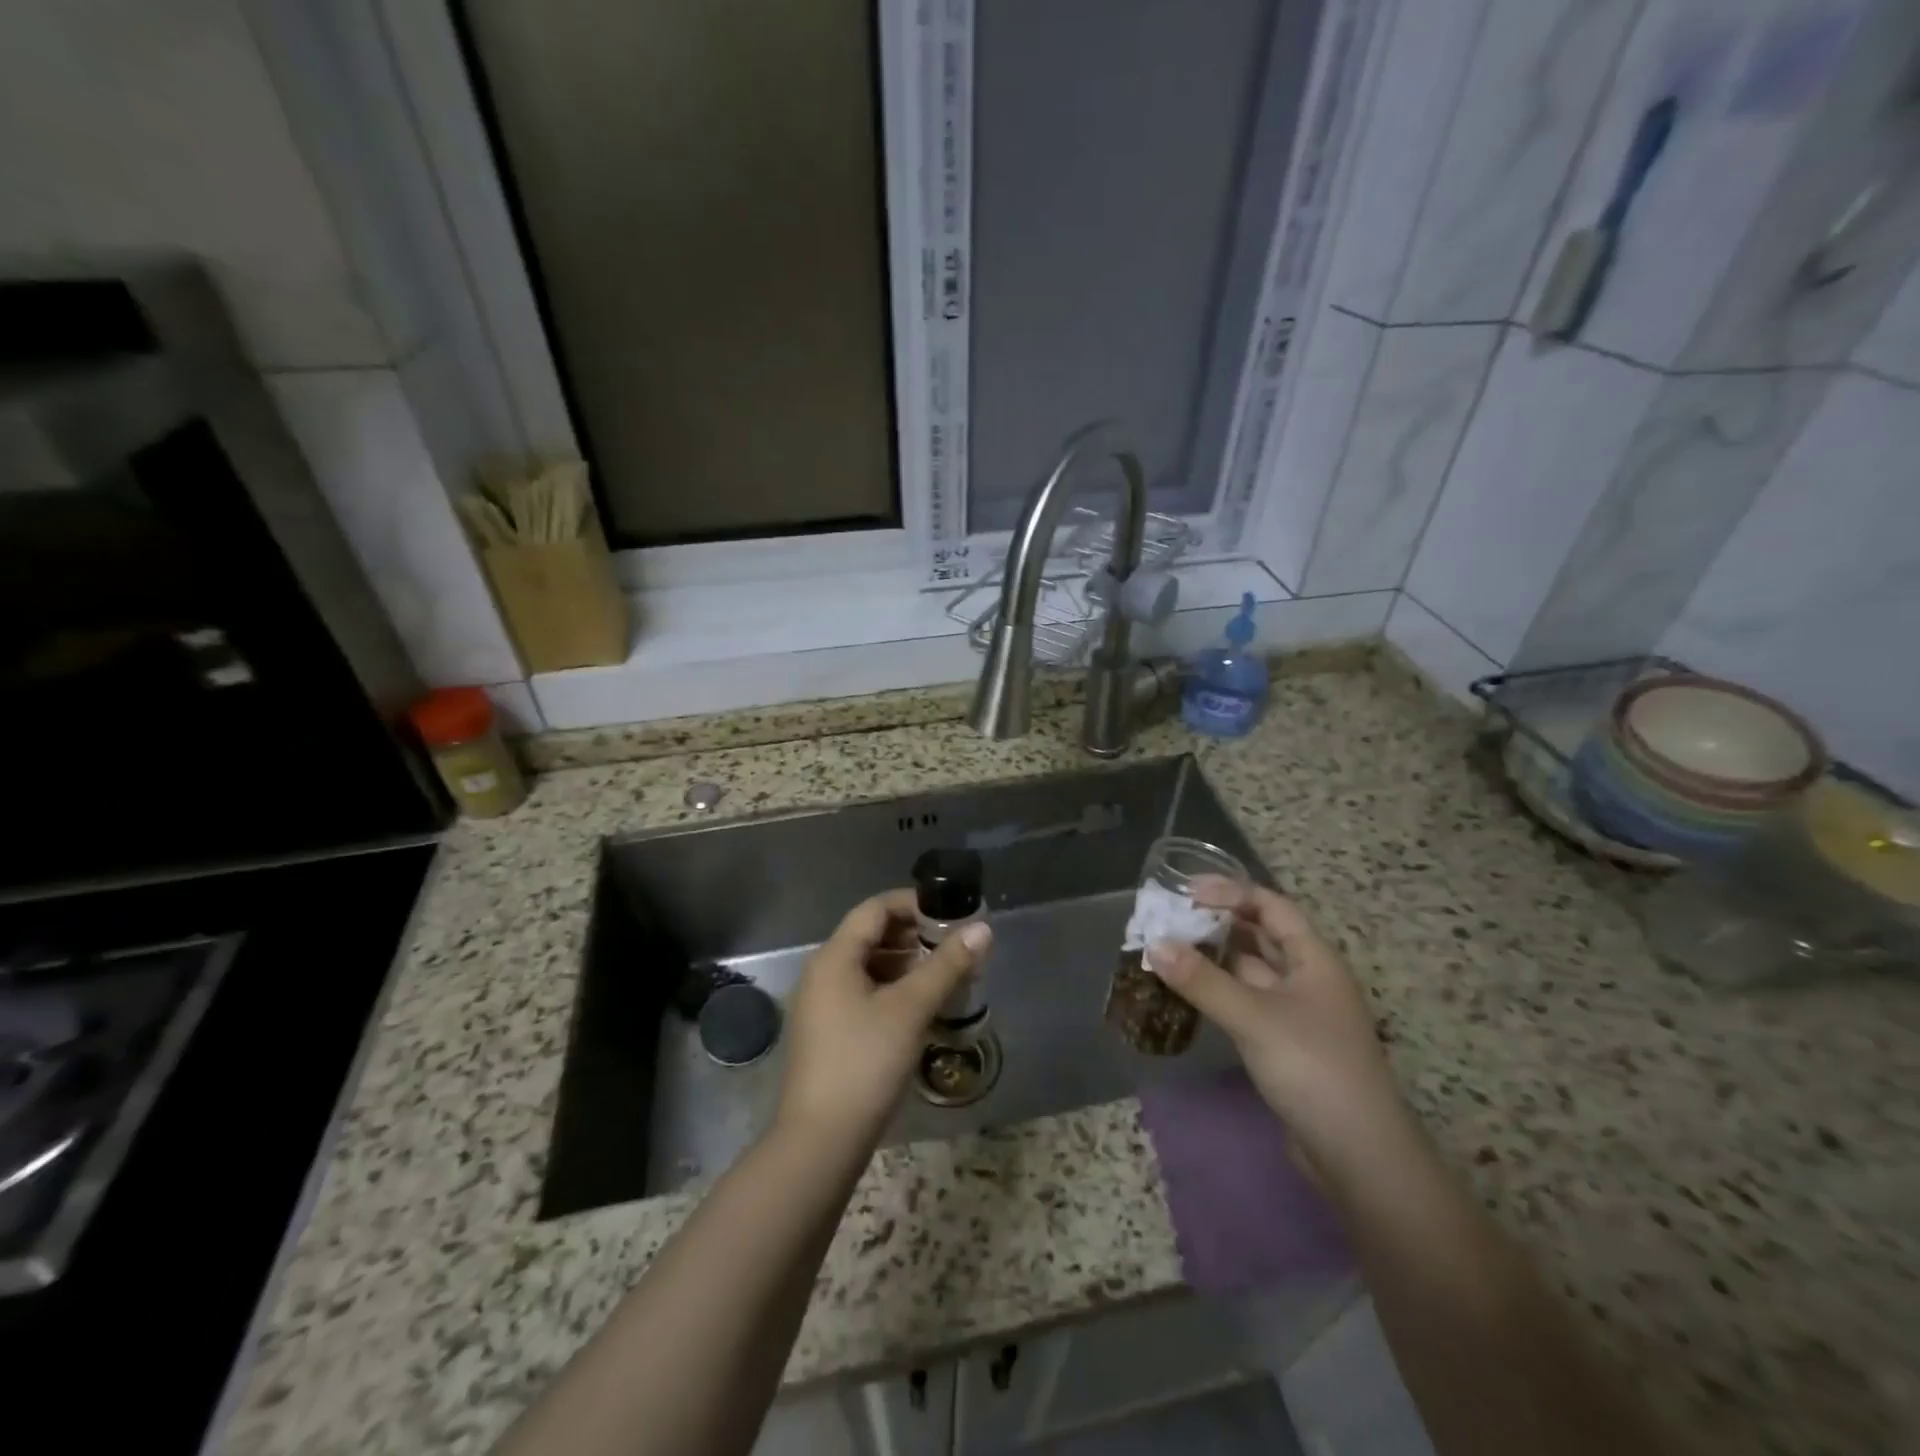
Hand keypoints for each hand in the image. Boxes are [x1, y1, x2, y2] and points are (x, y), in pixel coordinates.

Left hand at [777, 890, 990, 1151]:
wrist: (820, 1141)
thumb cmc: (865, 1062)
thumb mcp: (911, 1009)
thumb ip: (947, 965)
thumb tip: (982, 929)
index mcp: (834, 957)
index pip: (875, 908)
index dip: (913, 904)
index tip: (951, 913)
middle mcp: (822, 972)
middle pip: (870, 935)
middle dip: (913, 935)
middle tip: (952, 946)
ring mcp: (821, 1004)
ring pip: (868, 966)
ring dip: (905, 964)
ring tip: (943, 976)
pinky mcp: (827, 1033)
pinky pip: (862, 993)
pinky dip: (891, 989)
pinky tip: (919, 1009)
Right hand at [1149, 879, 1410, 1187]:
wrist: (1358, 1154)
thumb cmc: (1313, 1068)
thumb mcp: (1253, 1018)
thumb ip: (1202, 980)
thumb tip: (1153, 944)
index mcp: (1314, 959)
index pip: (1271, 906)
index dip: (1231, 893)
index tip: (1186, 891)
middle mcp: (1308, 978)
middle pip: (1260, 936)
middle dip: (1217, 923)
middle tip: (1171, 918)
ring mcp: (1298, 1013)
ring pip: (1250, 971)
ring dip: (1214, 959)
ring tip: (1169, 950)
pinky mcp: (1285, 1044)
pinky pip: (1246, 1002)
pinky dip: (1218, 992)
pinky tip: (1188, 993)